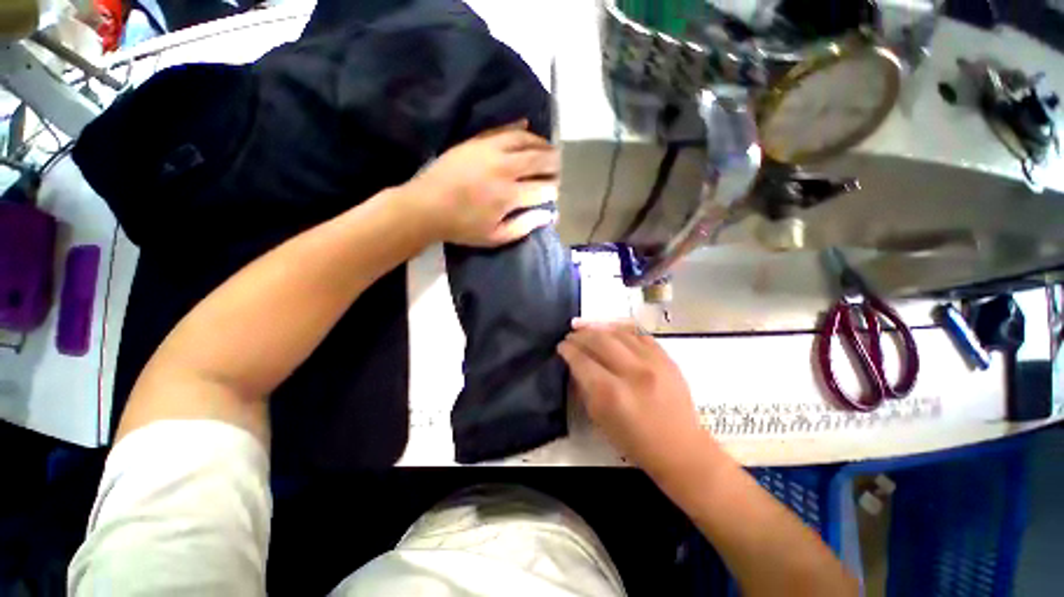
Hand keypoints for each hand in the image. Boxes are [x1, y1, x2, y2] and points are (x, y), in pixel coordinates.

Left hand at [400, 121, 559, 246]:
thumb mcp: (495, 237)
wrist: (426, 207)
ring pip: (525, 140)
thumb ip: (524, 226)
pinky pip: (503, 129)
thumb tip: (549, 215)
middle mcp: (505, 169)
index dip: (553, 191)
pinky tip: (527, 125)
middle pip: (539, 160)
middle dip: (554, 164)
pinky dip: (518, 126)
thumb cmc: (462, 227)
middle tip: (558, 168)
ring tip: (549, 149)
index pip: (543, 189)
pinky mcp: (477, 141)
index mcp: (509, 196)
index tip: (554, 193)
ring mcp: (490, 150)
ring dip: (541, 144)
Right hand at [557, 320, 710, 476]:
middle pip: (599, 340)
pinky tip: (614, 334)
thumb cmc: (635, 441)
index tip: (562, 346)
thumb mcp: (600, 419)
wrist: (681, 448)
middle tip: (572, 336)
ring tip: (588, 330)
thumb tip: (576, 365)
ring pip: (619, 332)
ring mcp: (653, 362)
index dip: (568, 350)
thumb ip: (585, 388)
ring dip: (599, 329)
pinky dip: (622, 332)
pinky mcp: (667, 359)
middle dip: (580, 335)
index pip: (582, 360)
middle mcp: (632, 372)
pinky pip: (639, 335)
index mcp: (612, 394)